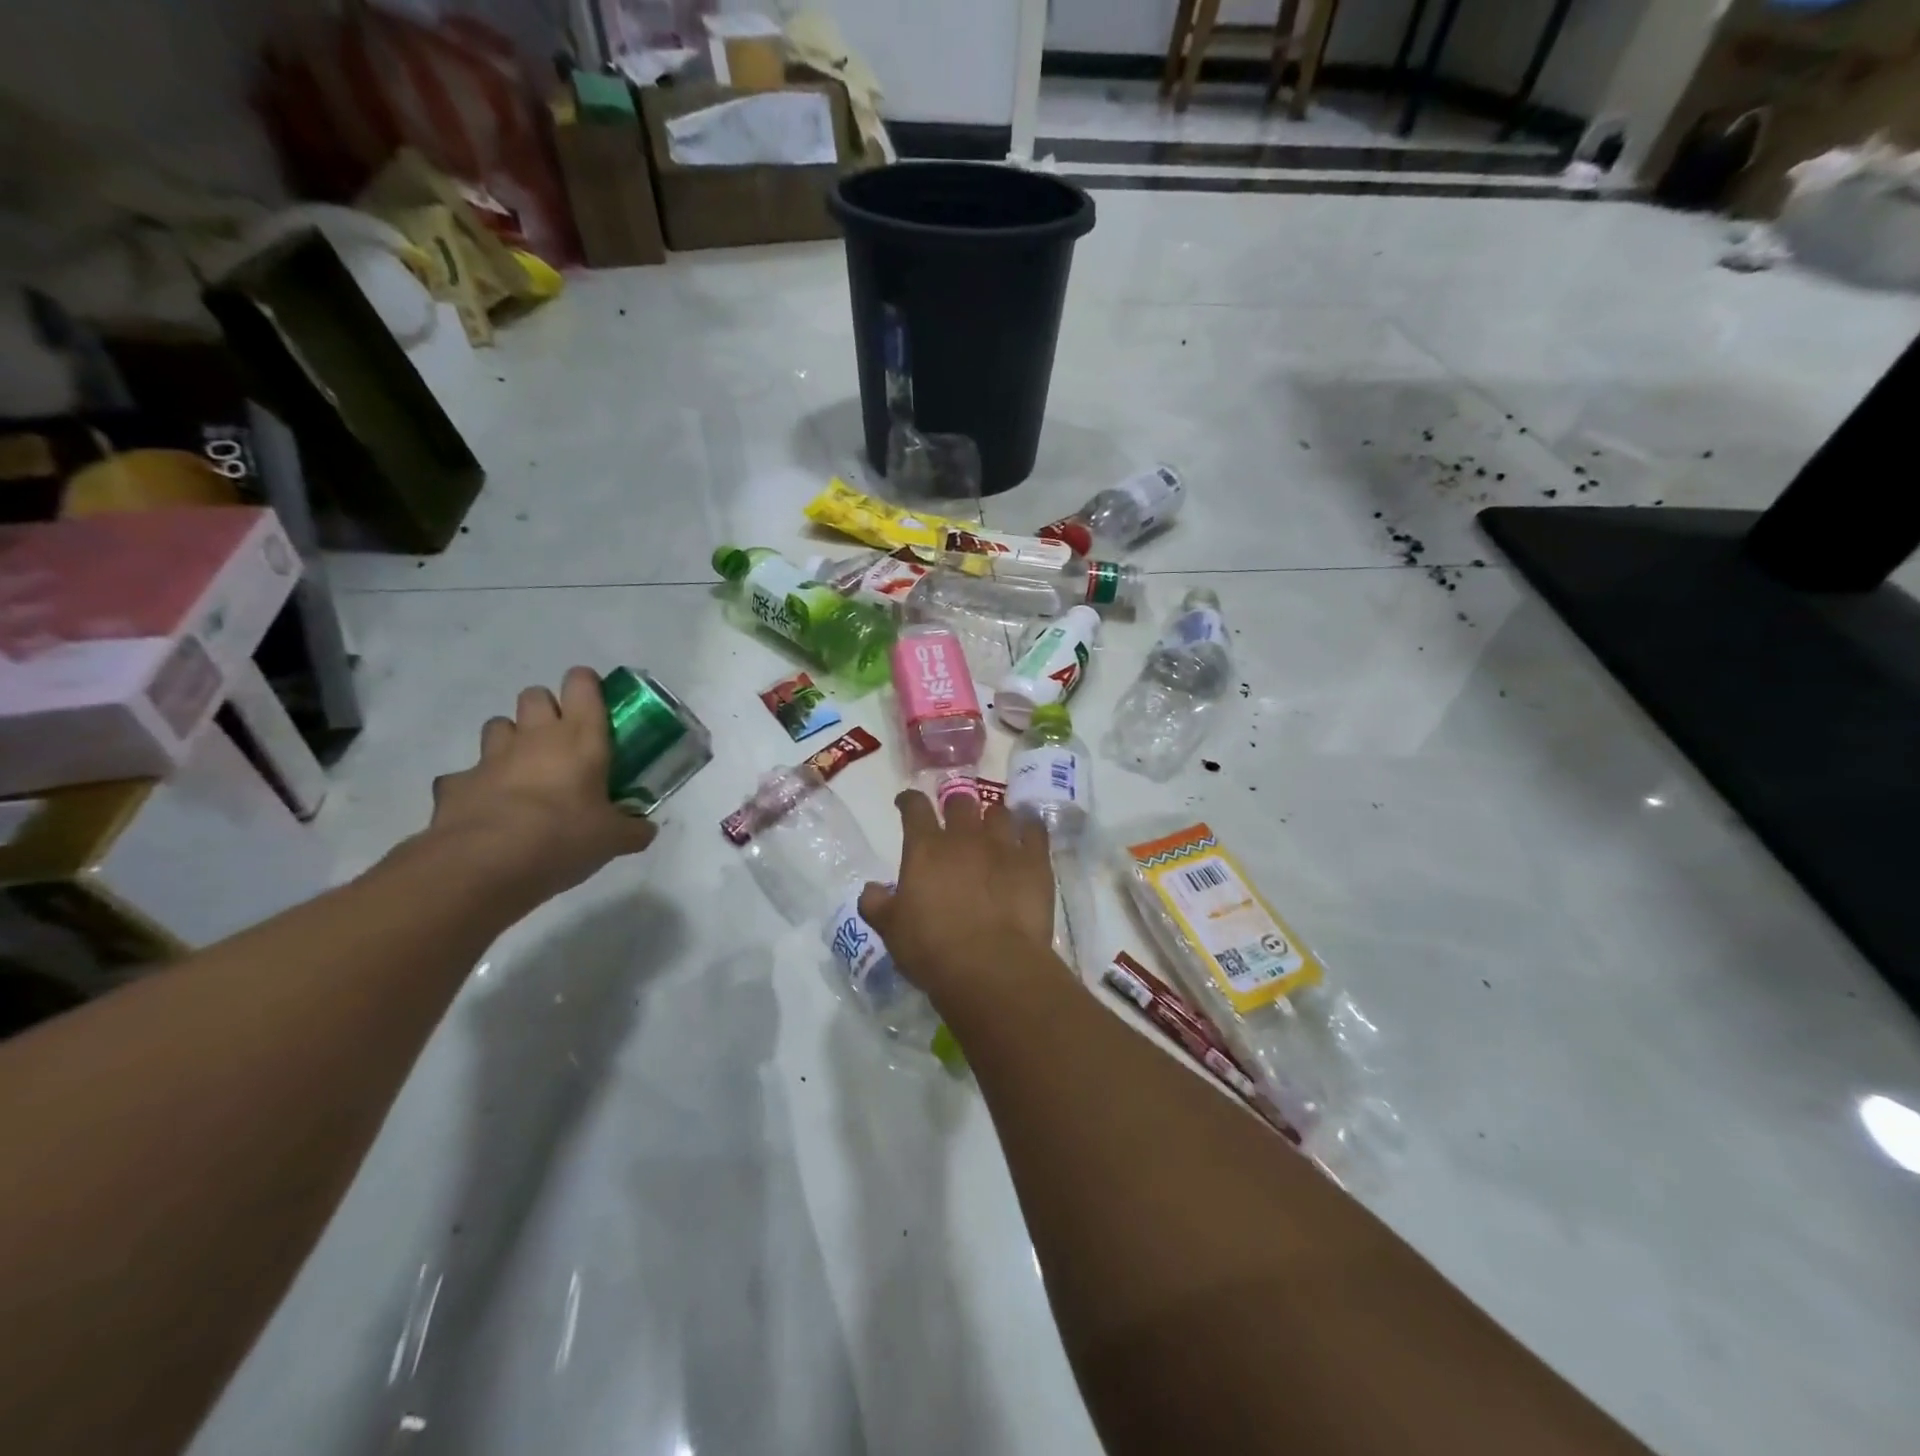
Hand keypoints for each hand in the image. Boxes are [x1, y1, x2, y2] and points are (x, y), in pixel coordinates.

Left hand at [419, 667, 655, 909]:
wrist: (485, 862)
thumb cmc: (564, 836)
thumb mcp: (613, 839)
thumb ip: (632, 829)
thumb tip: (646, 831)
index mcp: (580, 738)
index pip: (582, 684)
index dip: (587, 685)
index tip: (595, 704)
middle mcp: (535, 736)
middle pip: (534, 695)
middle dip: (546, 709)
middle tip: (561, 741)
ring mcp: (491, 757)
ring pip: (498, 725)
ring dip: (511, 739)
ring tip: (524, 770)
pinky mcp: (456, 783)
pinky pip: (466, 774)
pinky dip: (477, 785)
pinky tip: (488, 808)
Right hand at [859, 791, 1058, 1005]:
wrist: (991, 966)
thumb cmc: (933, 949)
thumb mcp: (892, 931)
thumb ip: (877, 904)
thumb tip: (871, 890)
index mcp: (926, 848)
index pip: (914, 808)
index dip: (909, 801)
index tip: (906, 803)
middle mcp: (964, 837)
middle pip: (960, 802)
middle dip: (955, 805)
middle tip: (955, 818)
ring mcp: (1003, 845)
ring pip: (999, 812)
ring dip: (992, 818)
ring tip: (992, 829)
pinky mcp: (1035, 861)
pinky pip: (1035, 831)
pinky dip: (1030, 829)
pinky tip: (1028, 834)